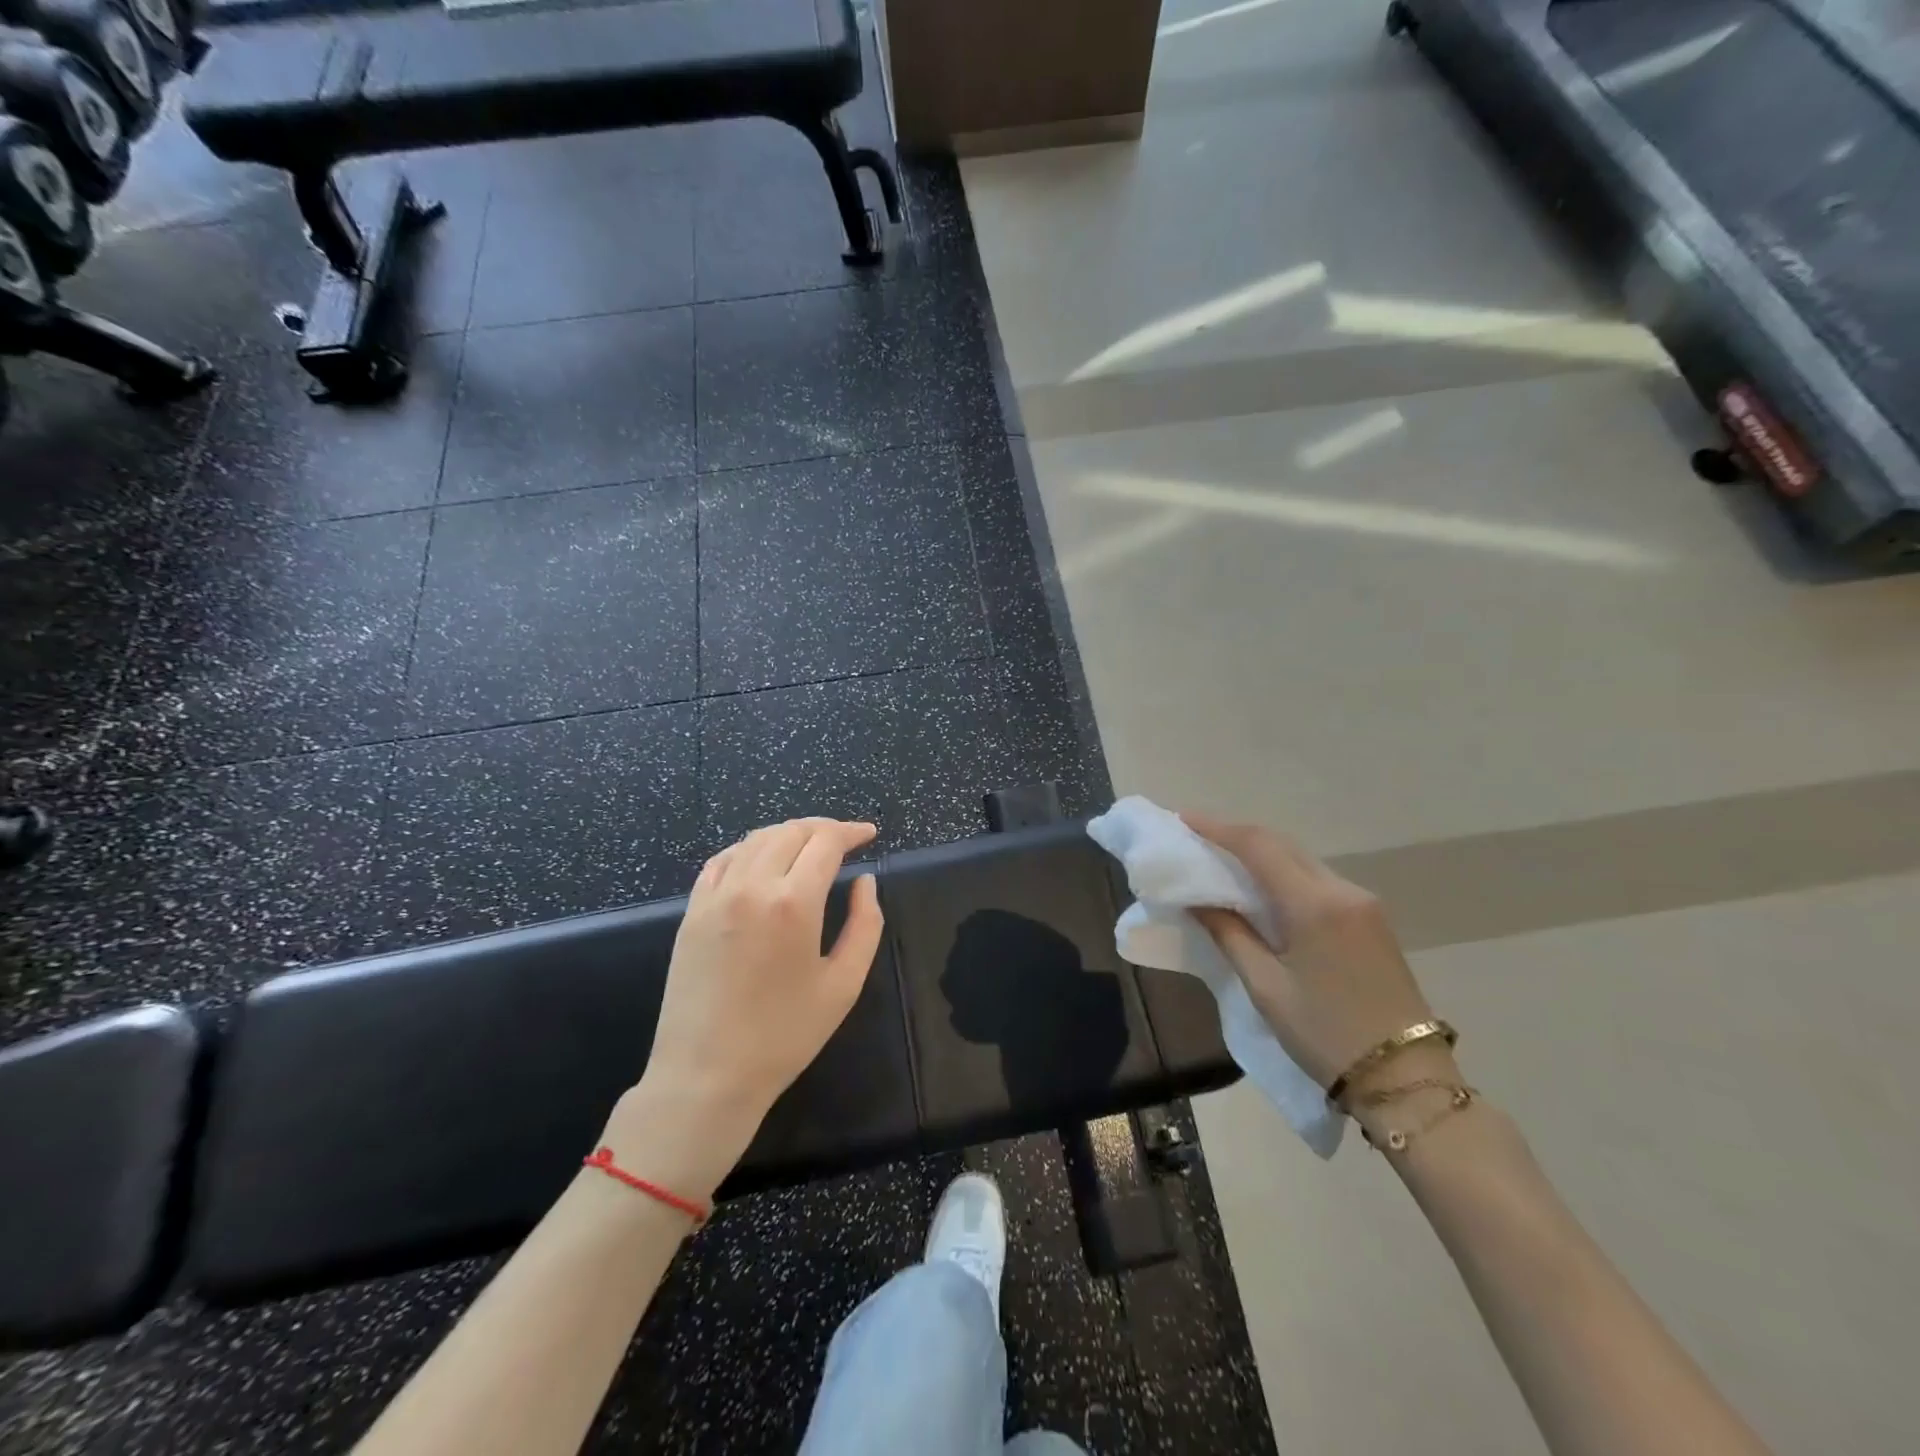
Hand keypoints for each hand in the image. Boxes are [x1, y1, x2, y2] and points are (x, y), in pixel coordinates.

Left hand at [606, 818, 884, 1198]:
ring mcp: (716, 896)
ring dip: (788, 833)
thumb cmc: (784, 1036)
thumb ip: (865, 925)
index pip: (826, 842)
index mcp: (793, 903)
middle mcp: (752, 886)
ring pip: (756, 839)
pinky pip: (722, 860)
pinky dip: (749, 848)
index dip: (851, 831)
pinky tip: (762, 859)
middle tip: (845, 840)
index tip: (869, 834)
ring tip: (810, 845)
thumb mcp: (843, 985)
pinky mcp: (692, 911)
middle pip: (792, 831)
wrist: (706, 1076)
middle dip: (824, 828)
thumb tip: (866, 882)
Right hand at [1183, 814, 1453, 1107]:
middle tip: (1197, 836)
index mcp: (1315, 905)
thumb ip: (1230, 934)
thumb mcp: (1266, 987)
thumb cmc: (1325, 1034)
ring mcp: (1363, 903)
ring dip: (1262, 854)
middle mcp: (1343, 891)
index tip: (1183, 818)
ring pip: (1301, 860)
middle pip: (1282, 845)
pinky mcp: (1371, 920)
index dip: (1218, 828)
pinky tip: (1263, 887)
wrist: (1406, 1080)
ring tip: (1222, 859)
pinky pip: (1318, 880)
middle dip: (1237, 835)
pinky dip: (1284, 874)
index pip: (1258, 846)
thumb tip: (1199, 900)